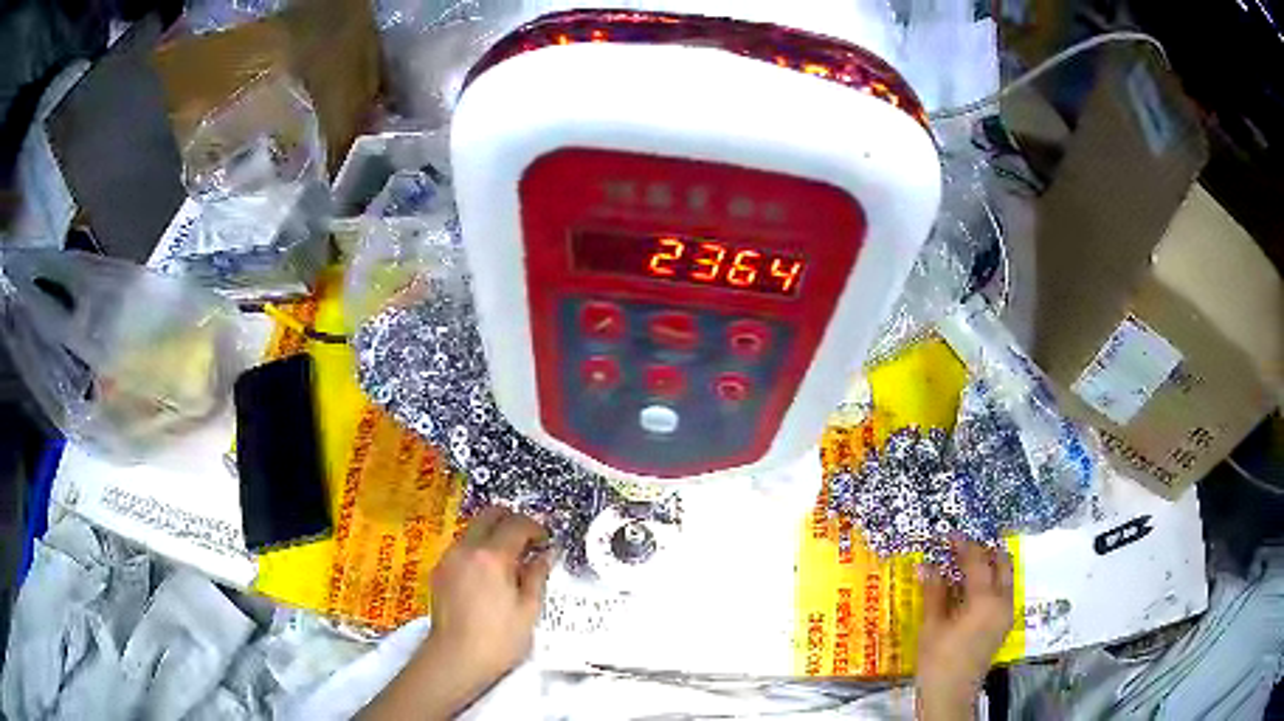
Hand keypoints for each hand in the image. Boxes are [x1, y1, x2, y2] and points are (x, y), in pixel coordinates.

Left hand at [361, 506, 552, 720]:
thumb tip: (545, 555)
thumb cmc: (499, 638)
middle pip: (490, 515)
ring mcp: (449, 558)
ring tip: (508, 562)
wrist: (456, 658)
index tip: (545, 543)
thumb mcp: (529, 610)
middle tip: (528, 543)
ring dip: (493, 535)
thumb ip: (537, 575)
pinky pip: (461, 547)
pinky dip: (477, 550)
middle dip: (512, 522)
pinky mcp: (439, 570)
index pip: (517, 524)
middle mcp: (466, 548)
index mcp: (492, 556)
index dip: (536, 528)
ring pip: (473, 529)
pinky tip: (487, 576)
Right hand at [915, 539, 1013, 720]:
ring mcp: (1006, 613)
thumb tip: (926, 565)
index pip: (977, 561)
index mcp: (985, 599)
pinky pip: (1004, 591)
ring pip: (1006, 576)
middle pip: (1001, 562)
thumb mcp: (931, 626)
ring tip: (965, 567)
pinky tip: (971, 591)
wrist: (951, 694)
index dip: (963, 545)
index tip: (949, 535)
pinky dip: (991, 582)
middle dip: (983, 551)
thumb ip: (933, 592)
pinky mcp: (1004, 624)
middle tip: (961, 549)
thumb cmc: (938, 660)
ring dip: (989, 566)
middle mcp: (1002, 601)